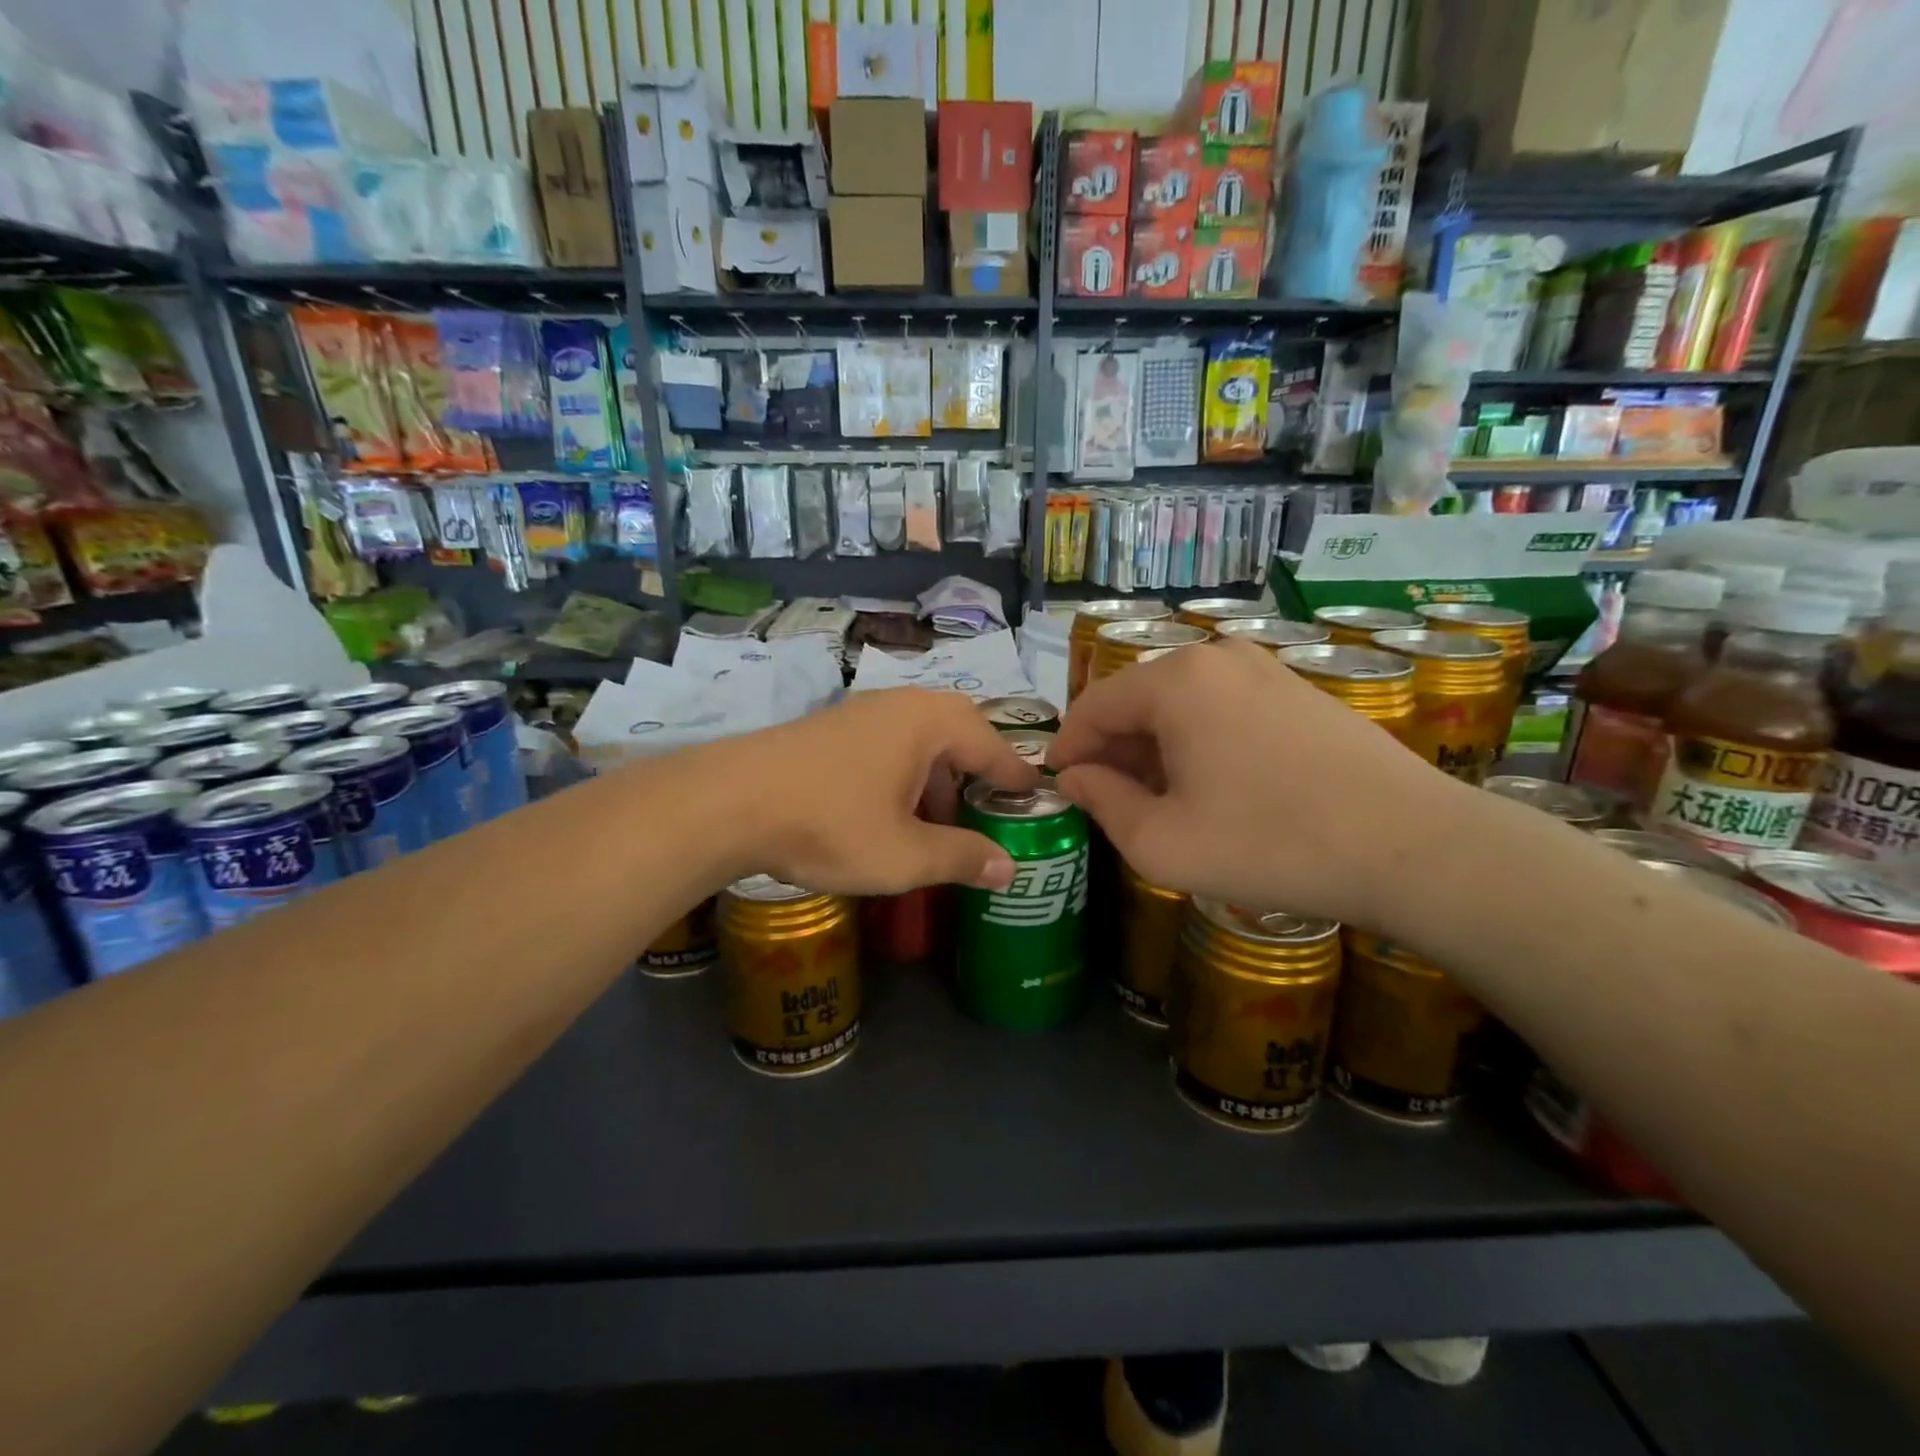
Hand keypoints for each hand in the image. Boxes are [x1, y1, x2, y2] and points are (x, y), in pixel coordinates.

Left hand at [705, 687, 1037, 894]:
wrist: (728, 803)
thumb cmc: (830, 825)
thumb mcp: (905, 855)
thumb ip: (962, 858)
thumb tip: (1010, 868)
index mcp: (930, 723)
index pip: (993, 746)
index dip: (1016, 777)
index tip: (1036, 797)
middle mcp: (901, 705)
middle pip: (958, 732)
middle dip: (975, 774)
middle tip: (986, 811)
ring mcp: (861, 711)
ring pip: (920, 739)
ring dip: (937, 777)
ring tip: (937, 823)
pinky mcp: (830, 727)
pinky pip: (888, 744)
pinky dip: (904, 774)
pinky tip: (889, 812)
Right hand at [1049, 639, 1474, 926]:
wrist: (1412, 848)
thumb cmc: (1269, 845)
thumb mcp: (1161, 842)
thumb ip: (1102, 803)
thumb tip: (1076, 778)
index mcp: (1176, 681)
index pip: (1094, 706)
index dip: (1068, 748)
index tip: (1059, 786)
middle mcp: (1217, 657)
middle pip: (1138, 700)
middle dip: (1114, 750)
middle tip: (1109, 802)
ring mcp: (1266, 669)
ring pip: (1182, 705)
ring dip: (1157, 749)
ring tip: (1160, 802)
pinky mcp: (1301, 691)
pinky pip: (1224, 709)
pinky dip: (1201, 742)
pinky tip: (1216, 789)